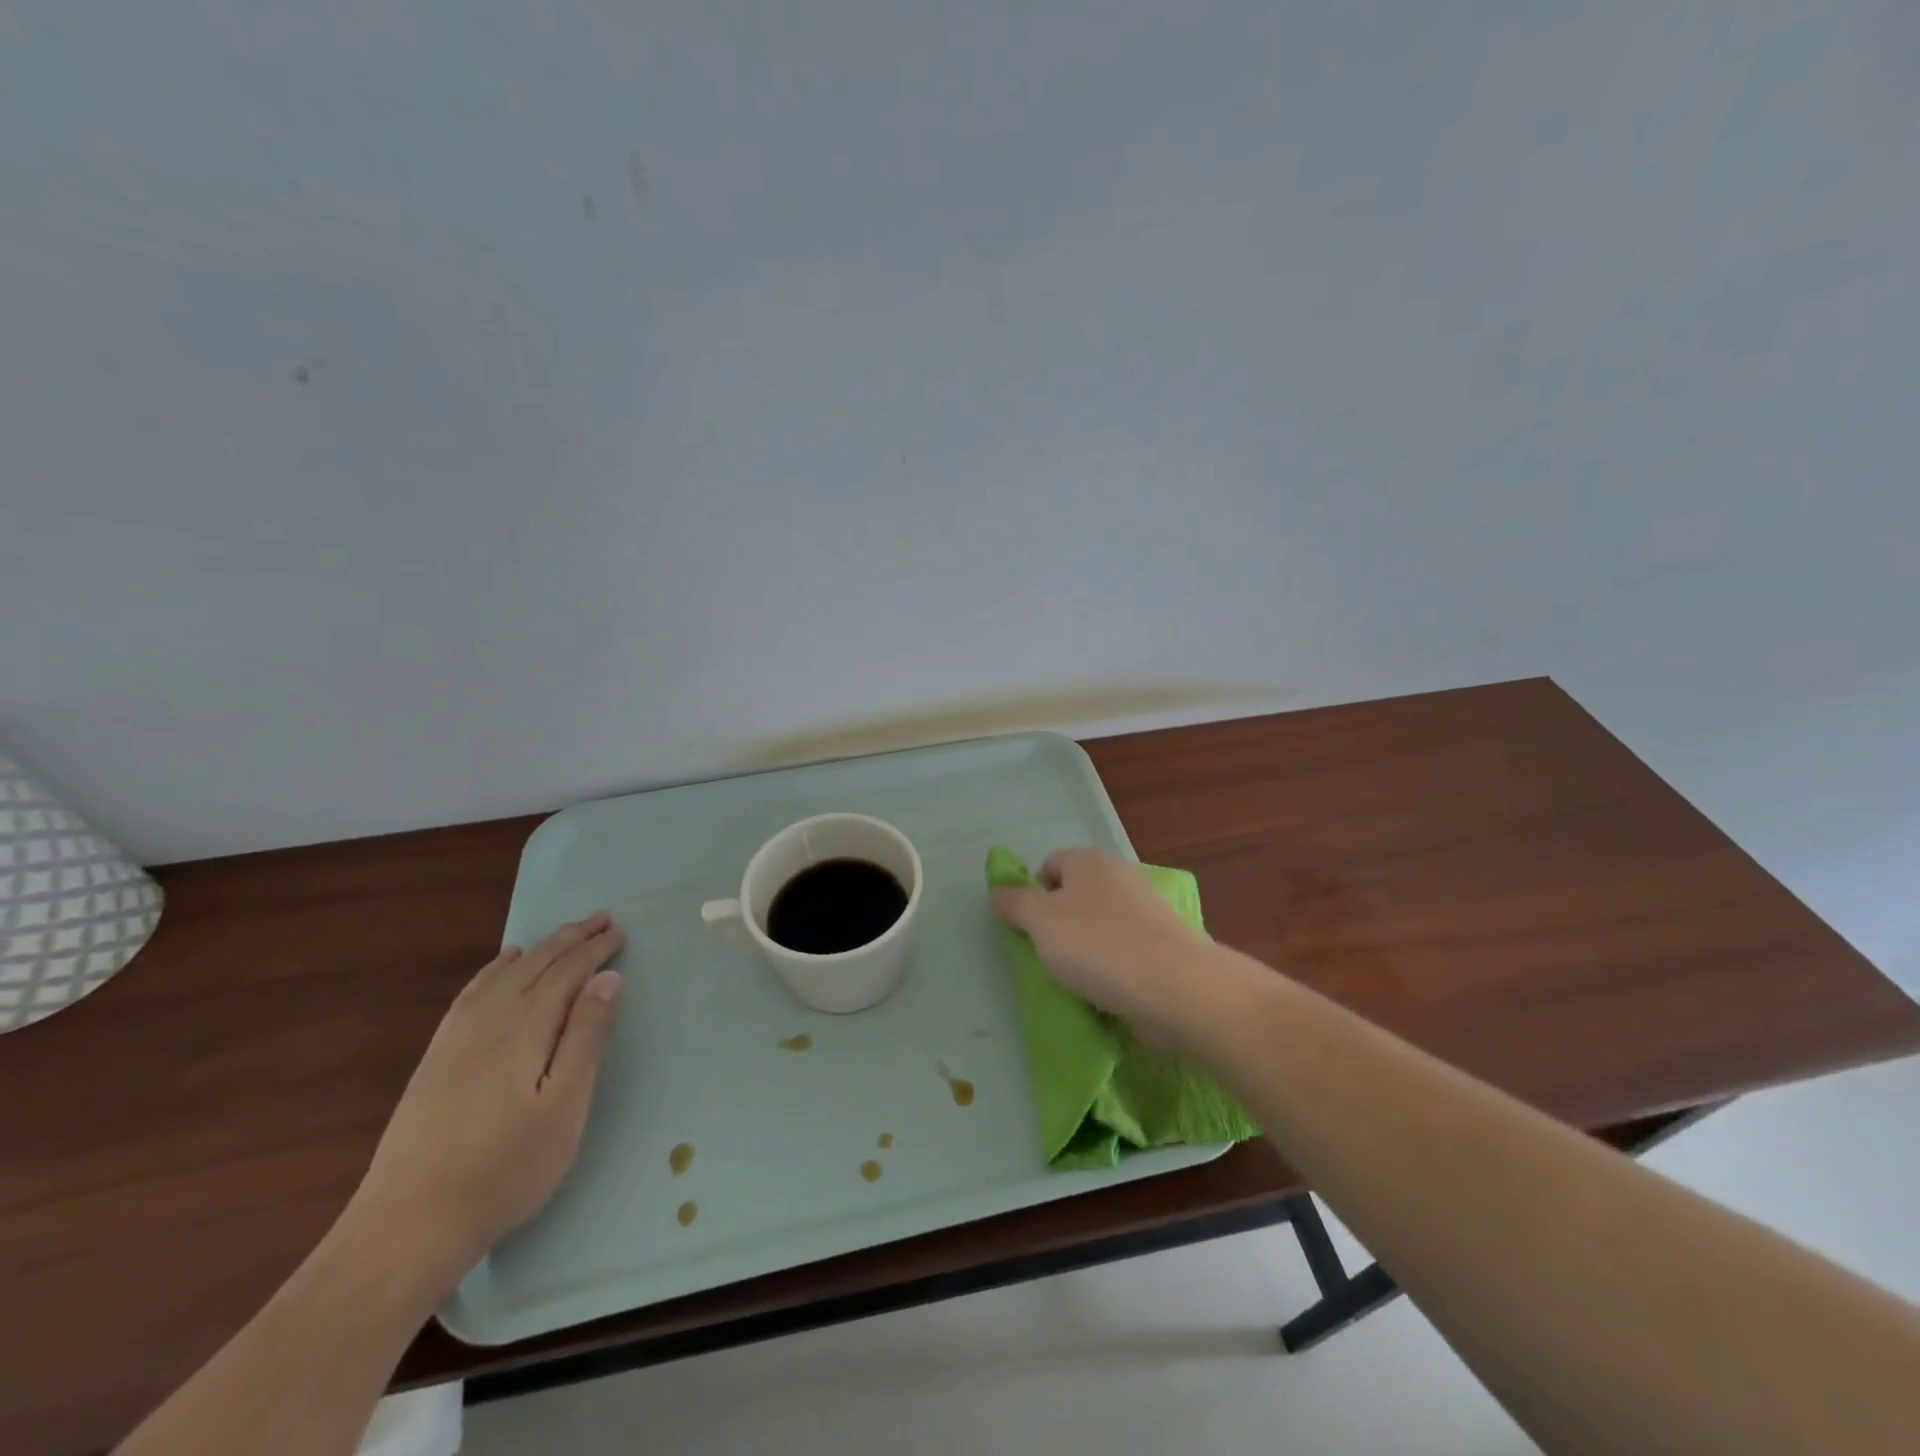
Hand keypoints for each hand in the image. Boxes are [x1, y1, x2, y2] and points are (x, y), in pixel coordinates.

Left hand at [347, 912, 625, 1284]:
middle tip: (601, 918)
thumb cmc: (505, 1168)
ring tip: (563, 934)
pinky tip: (502, 965)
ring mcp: (456, 1037)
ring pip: (504, 973)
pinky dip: (495, 969)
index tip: (619, 931)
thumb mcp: (564, 1106)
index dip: (594, 949)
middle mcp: (489, 1018)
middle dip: (570, 938)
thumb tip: (607, 978)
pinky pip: (472, 992)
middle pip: (536, 964)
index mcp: (525, 1027)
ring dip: (539, 948)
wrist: (406, 1226)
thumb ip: (587, 1037)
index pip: (567, 972)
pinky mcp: (436, 1057)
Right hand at [990, 848, 1209, 1045]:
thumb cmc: (1097, 946)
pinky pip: (1126, 950)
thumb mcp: (1039, 921)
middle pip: (1076, 895)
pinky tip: (1109, 991)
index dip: (1033, 894)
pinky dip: (1114, 967)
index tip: (1029, 930)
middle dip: (1060, 924)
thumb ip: (1014, 903)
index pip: (1050, 865)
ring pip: (1101, 925)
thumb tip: (998, 891)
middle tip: (1050, 956)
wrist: (1175, 986)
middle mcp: (1120, 875)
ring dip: (1086, 950)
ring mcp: (1147, 909)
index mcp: (1089, 861)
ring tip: (1079, 980)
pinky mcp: (1165, 944)